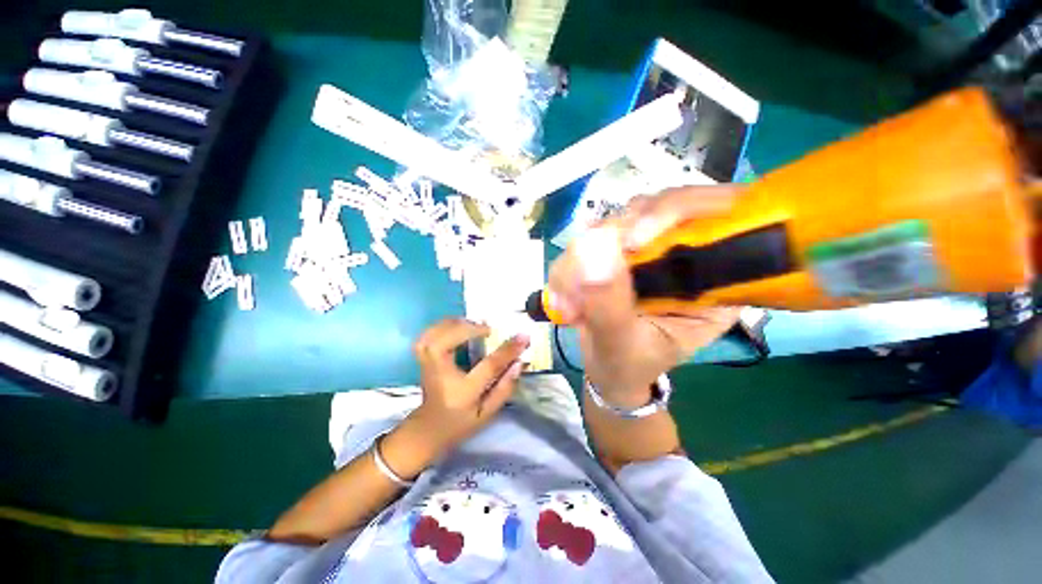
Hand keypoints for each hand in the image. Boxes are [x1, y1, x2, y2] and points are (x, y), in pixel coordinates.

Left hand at [407, 318, 529, 452]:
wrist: (429, 428)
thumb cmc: (461, 421)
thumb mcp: (488, 413)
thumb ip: (505, 388)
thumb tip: (519, 362)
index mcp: (463, 392)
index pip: (488, 366)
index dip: (507, 350)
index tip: (524, 337)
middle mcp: (441, 374)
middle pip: (449, 341)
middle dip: (471, 328)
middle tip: (488, 330)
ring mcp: (427, 364)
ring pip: (436, 332)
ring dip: (457, 323)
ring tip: (474, 326)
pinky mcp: (422, 357)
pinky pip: (429, 332)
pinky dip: (444, 325)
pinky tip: (457, 326)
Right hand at [548, 185, 743, 405]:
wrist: (608, 369)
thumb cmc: (628, 365)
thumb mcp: (621, 346)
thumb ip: (609, 303)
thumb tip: (594, 248)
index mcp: (717, 281)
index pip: (720, 215)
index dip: (675, 211)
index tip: (630, 241)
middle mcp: (688, 254)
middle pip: (657, 208)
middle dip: (610, 243)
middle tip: (579, 284)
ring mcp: (650, 247)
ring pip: (616, 221)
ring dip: (581, 260)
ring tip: (570, 305)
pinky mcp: (620, 250)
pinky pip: (589, 238)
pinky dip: (569, 266)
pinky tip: (565, 297)